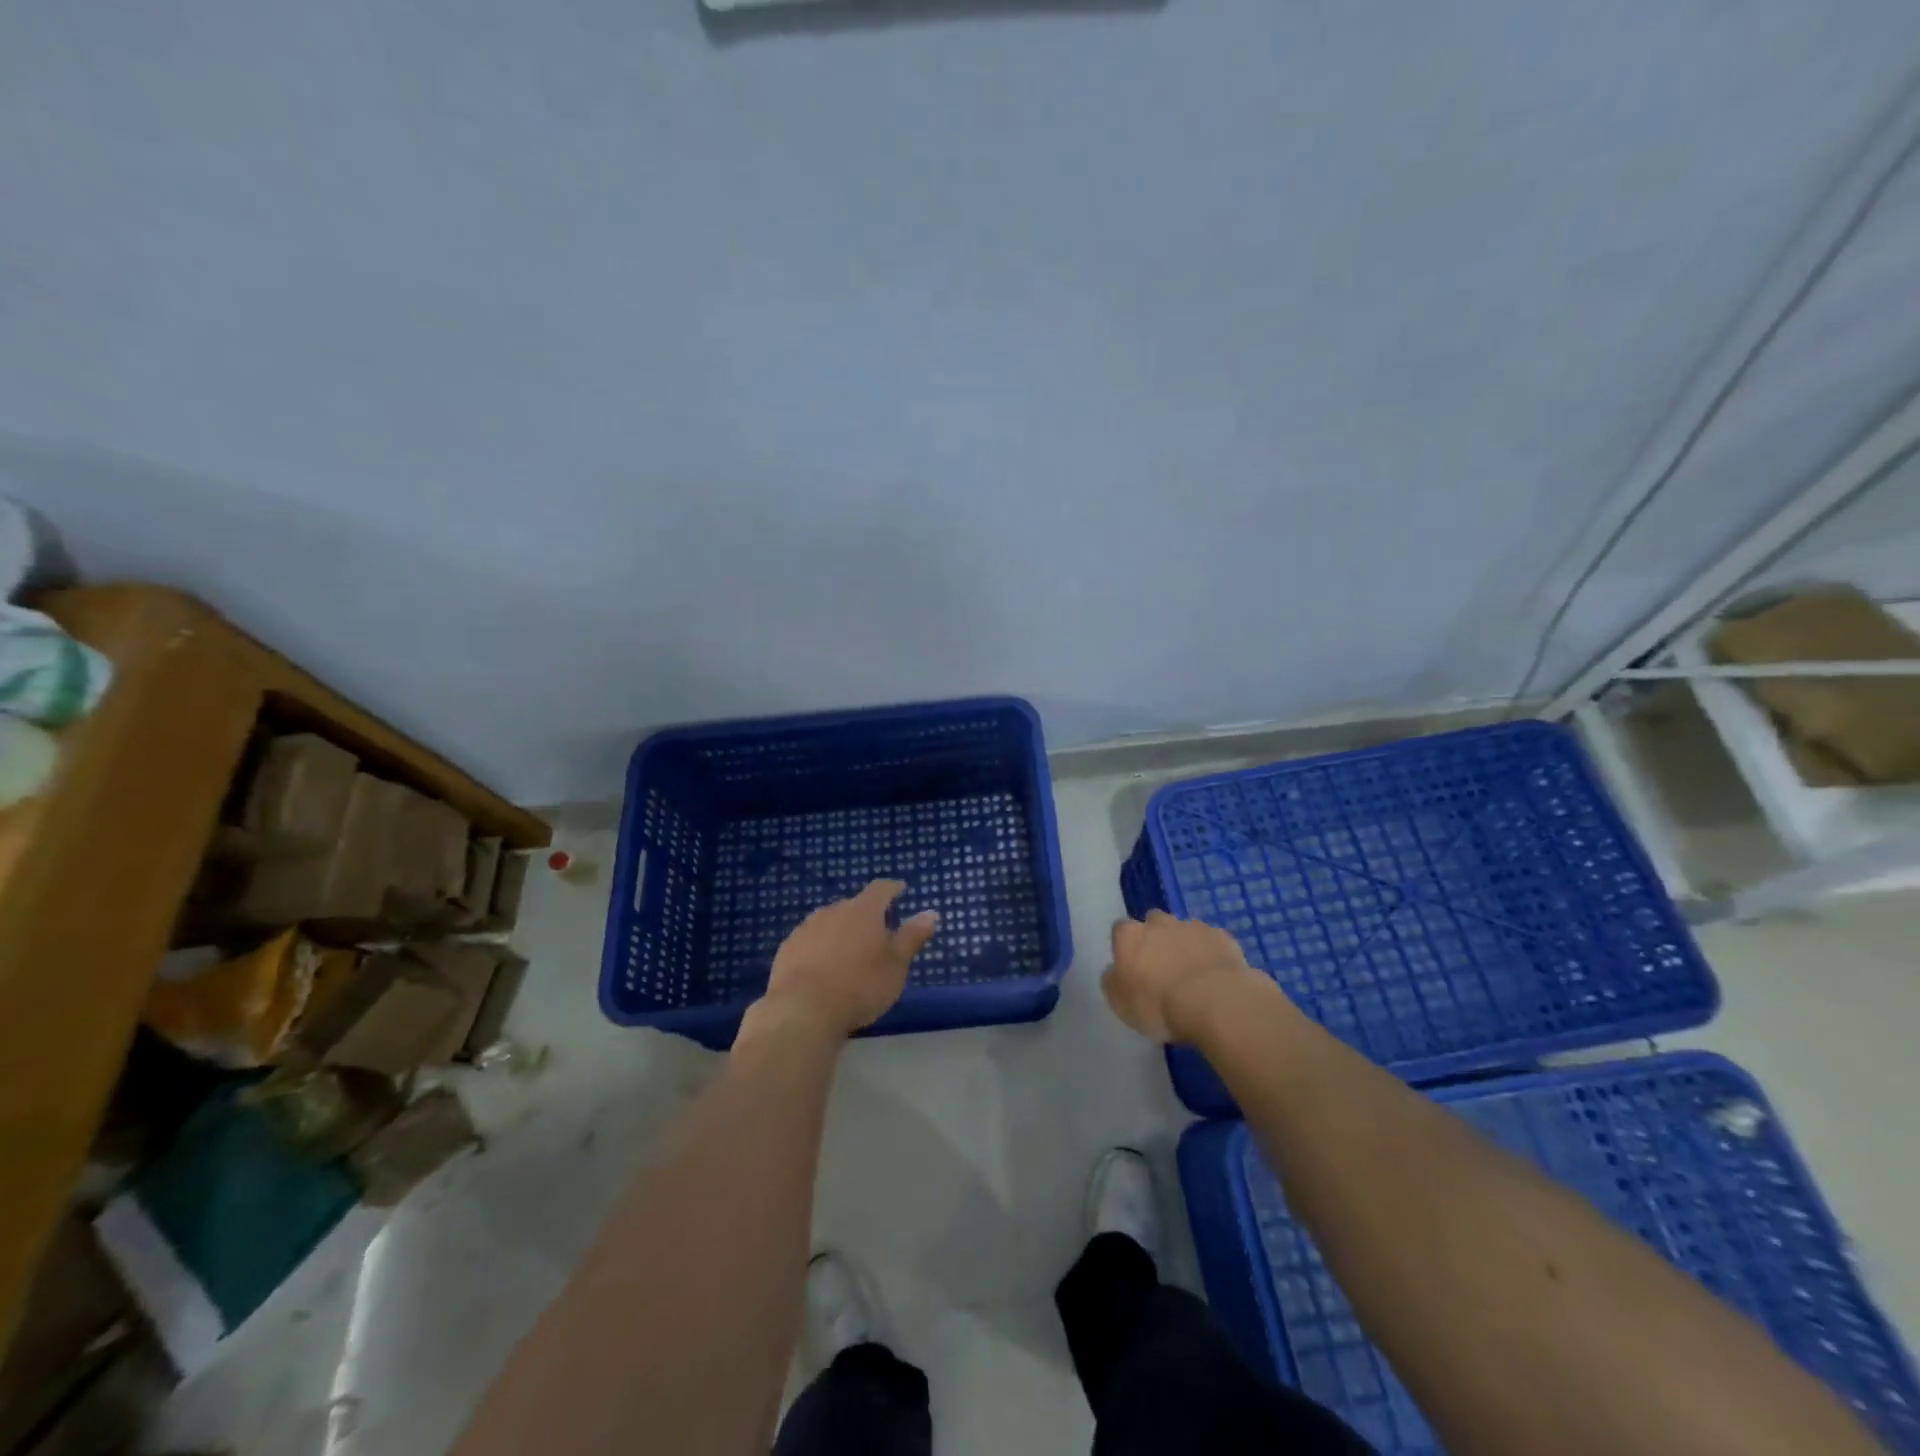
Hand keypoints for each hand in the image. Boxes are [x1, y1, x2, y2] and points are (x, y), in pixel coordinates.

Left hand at [760, 880, 938, 1038]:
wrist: (803, 1010)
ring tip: (849, 951)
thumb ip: (912, 937)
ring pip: (829, 921)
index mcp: (863, 910)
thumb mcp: (896, 965)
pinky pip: (810, 940)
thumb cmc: (860, 986)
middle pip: (854, 905)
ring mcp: (807, 928)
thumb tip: (931, 913)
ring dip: (841, 930)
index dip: (892, 888)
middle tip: (877, 932)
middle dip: (866, 914)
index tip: (900, 890)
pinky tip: (822, 966)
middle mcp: (833, 911)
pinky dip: (820, 947)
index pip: (881, 889)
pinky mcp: (787, 948)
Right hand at [1103, 910, 1268, 1043]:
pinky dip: (1210, 953)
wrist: (1215, 1001)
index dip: (1126, 947)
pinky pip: (1211, 941)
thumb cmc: (1159, 1004)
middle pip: (1153, 922)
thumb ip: (1113, 980)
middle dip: (1156, 938)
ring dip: (1184, 945)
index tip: (1132, 967)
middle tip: (1162, 967)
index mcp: (1129, 936)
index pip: (1120, 930)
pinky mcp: (1222, 937)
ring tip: (1191, 973)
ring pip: (1183, 930)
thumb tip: (1114, 970)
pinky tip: (1214, 975)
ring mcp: (1192, 927)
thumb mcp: (1120, 1003)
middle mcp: (1159, 923)